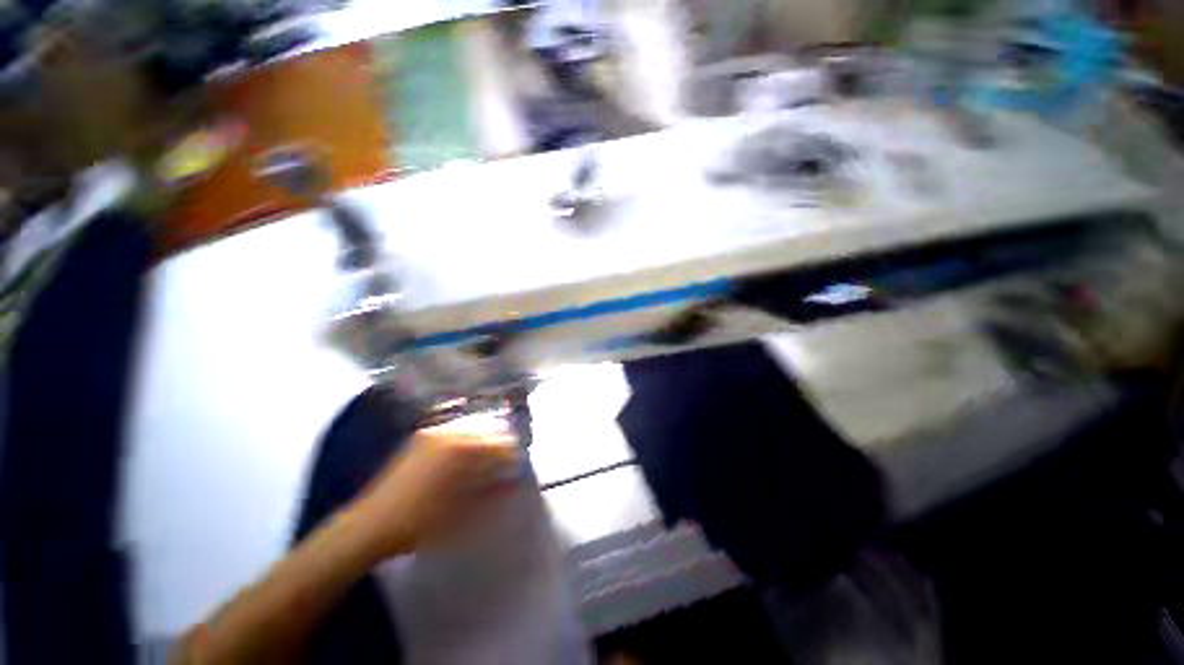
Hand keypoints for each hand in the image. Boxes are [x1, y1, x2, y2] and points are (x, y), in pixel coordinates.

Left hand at [352, 416, 520, 557]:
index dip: (514, 458)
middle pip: (489, 433)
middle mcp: (452, 433)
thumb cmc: (422, 523)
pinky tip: (463, 462)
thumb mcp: (464, 512)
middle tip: (503, 469)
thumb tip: (516, 481)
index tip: (517, 472)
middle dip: (500, 449)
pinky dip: (466, 444)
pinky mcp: (422, 438)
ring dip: (483, 446)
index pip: (503, 445)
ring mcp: (435, 433)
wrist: (370, 525)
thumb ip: (494, 492)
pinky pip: (454, 434)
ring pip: (472, 431)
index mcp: (465, 449)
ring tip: (485, 466)